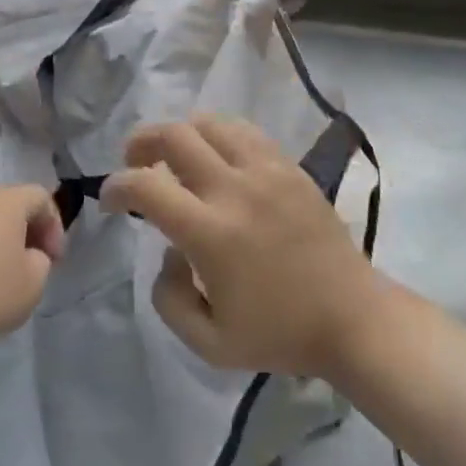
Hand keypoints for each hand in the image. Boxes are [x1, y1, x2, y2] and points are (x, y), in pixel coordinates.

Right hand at [103, 116, 387, 379]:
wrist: (354, 320)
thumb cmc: (279, 335)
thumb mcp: (207, 342)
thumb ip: (168, 296)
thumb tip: (169, 250)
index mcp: (210, 233)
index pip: (145, 185)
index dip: (115, 186)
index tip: (111, 200)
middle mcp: (234, 190)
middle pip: (173, 135)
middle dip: (140, 143)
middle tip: (135, 164)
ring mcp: (266, 171)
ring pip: (208, 122)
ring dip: (180, 134)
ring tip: (176, 158)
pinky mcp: (290, 167)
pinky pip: (243, 131)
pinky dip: (218, 136)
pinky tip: (217, 159)